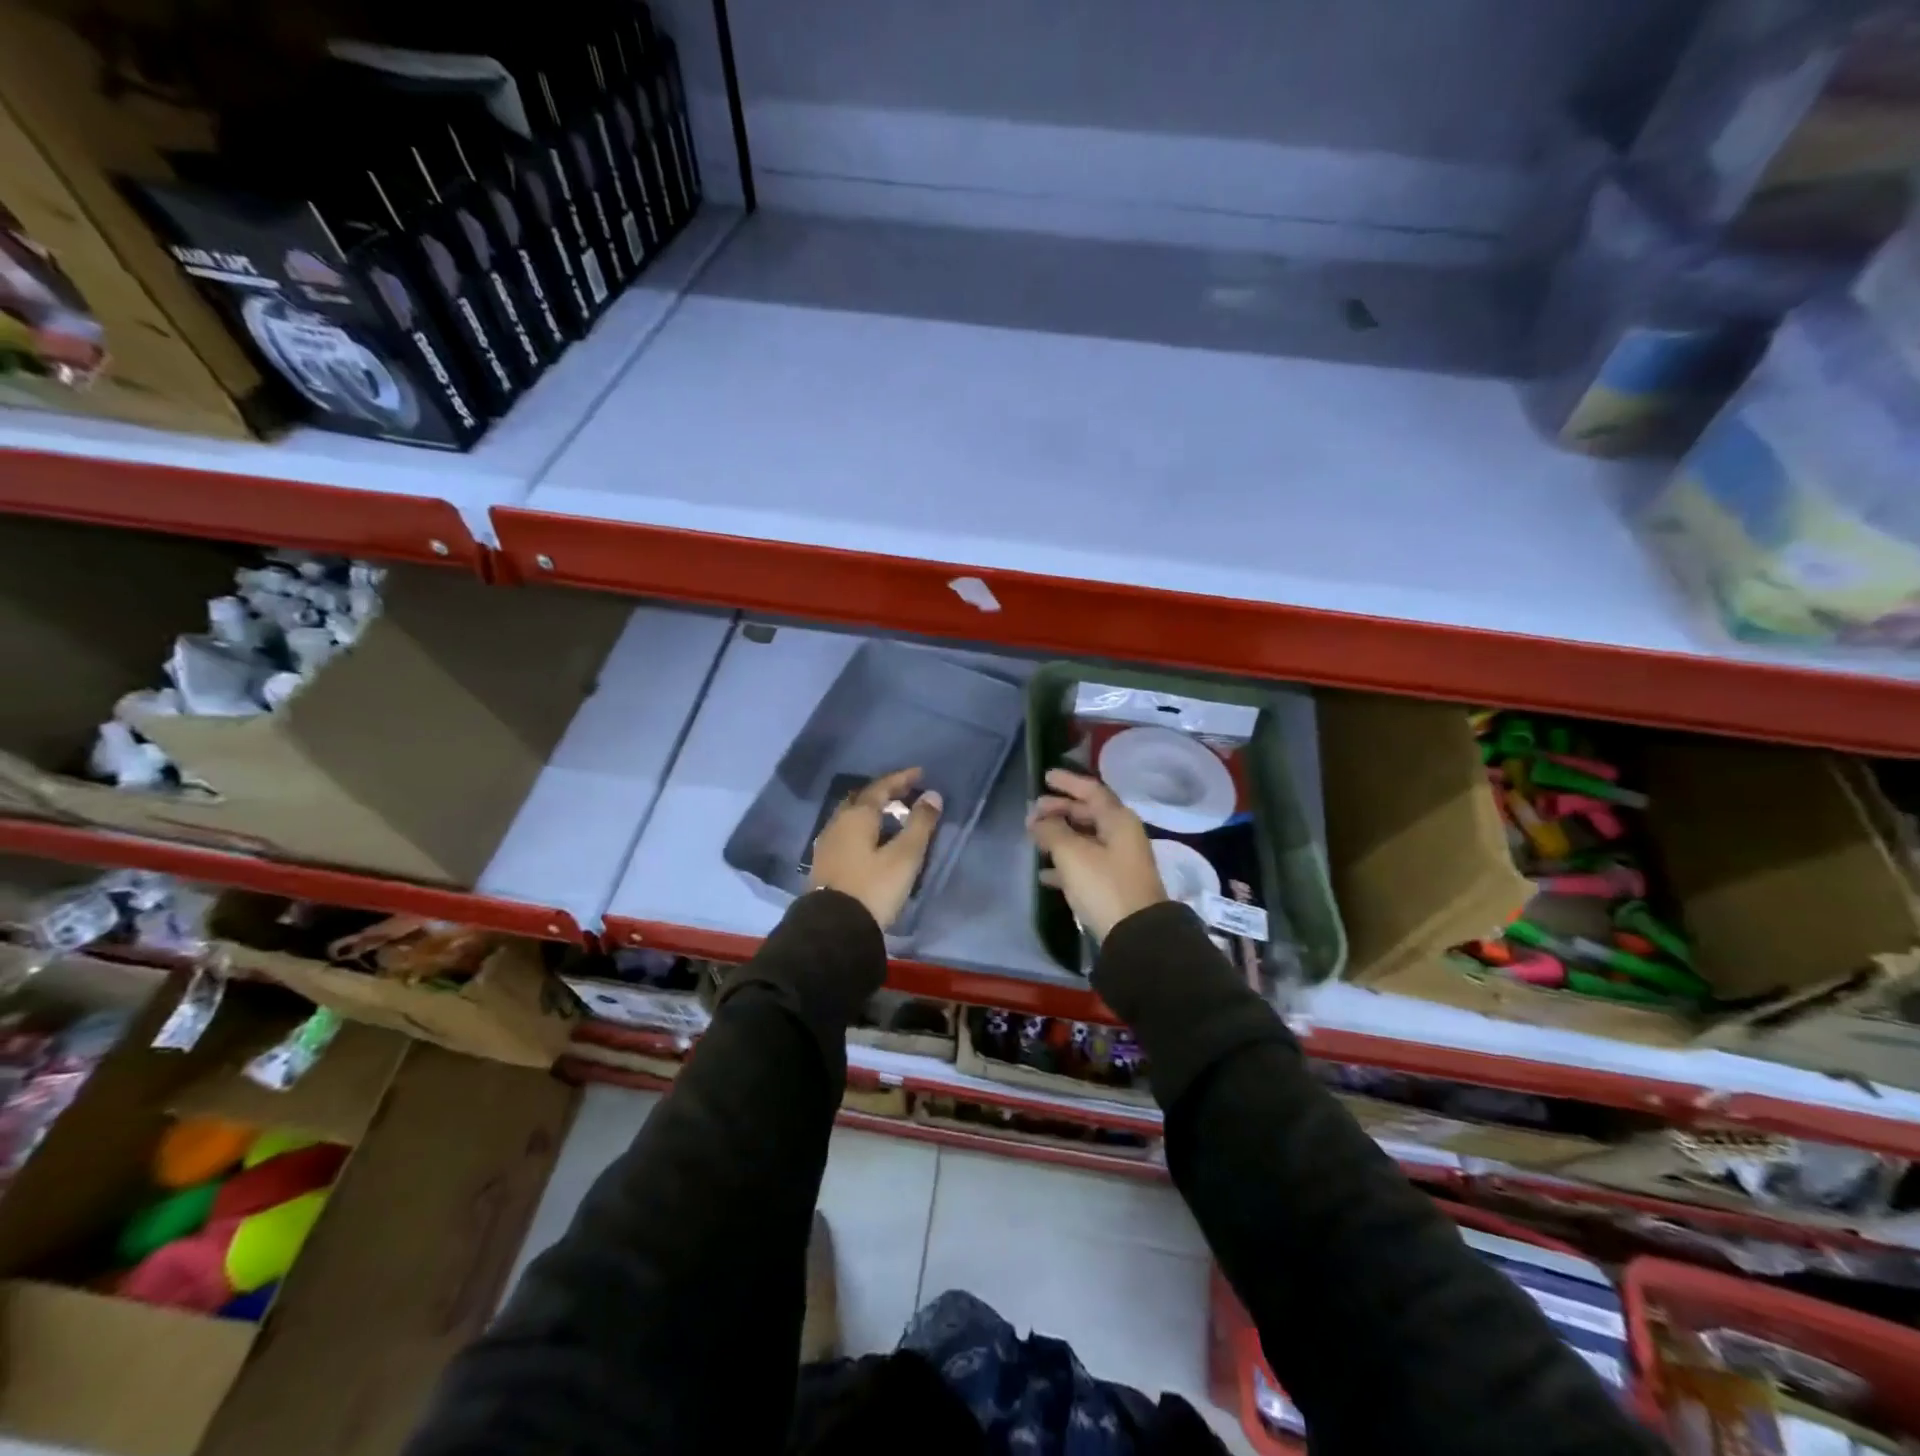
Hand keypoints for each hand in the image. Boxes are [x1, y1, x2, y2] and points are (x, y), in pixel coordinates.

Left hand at [808, 767, 943, 929]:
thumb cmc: (873, 888)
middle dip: (883, 793)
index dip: (901, 779)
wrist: (833, 928)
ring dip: (871, 812)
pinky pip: (846, 834)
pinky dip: (862, 829)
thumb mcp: (904, 856)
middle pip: (861, 799)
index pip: (880, 788)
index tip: (920, 773)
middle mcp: (837, 824)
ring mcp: (827, 844)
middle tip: (904, 794)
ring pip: (851, 817)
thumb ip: (919, 824)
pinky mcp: (824, 864)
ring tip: (891, 818)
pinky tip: (871, 841)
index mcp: (856, 816)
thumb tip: (932, 795)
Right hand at [1026, 768, 1168, 940]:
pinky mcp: (1113, 885)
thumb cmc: (1104, 885)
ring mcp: (1120, 861)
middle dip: (1060, 809)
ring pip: (1085, 839)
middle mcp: (1122, 835)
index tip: (1045, 776)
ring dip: (1060, 836)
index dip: (1068, 782)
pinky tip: (1044, 874)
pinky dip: (1065, 863)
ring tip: (1034, 838)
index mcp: (1118, 820)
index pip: (1091, 790)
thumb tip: (1038, 819)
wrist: (1136, 935)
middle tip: (1034, 810)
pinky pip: (1085, 864)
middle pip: (1088, 813)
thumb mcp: (1072, 854)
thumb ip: (1052, 831)